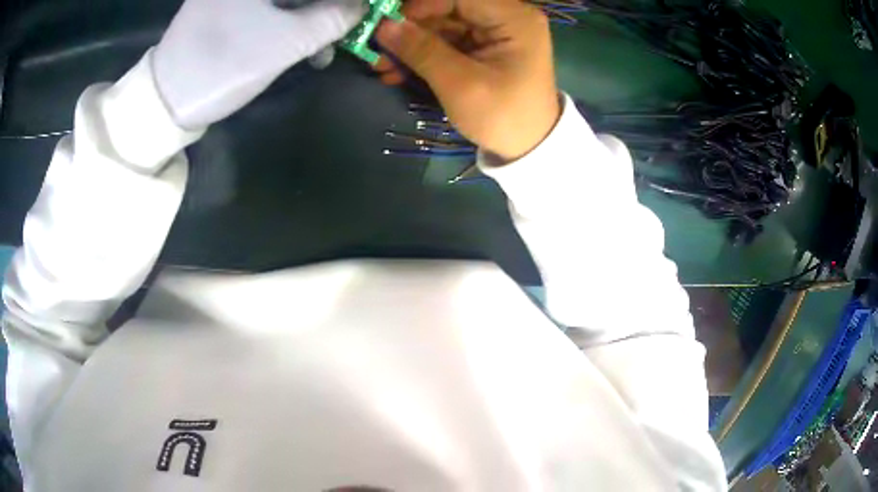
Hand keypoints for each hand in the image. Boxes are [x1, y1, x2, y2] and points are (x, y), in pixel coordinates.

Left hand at [152, 0, 365, 128]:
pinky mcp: (224, 7)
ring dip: (309, 19)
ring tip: (320, 51)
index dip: (338, 2)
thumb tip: (361, 7)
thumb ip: (331, 19)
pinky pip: (266, 8)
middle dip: (323, 10)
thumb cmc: (222, 65)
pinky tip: (296, 45)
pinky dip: (287, 22)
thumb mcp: (284, 44)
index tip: (357, 12)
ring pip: (283, 1)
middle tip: (342, 30)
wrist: (164, 100)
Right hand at [375, 0, 560, 160]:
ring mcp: (493, 32)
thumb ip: (422, 51)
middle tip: (376, 50)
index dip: (419, 6)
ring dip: (409, 45)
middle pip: (447, 9)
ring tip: (381, 67)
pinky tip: (397, 71)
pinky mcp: (482, 47)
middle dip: (409, 29)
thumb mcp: (461, 85)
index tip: (387, 25)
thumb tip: (383, 26)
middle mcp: (505, 17)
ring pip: (441, 26)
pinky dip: (421, 55)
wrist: (529, 147)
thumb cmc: (503, 117)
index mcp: (513, 18)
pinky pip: (445, 42)